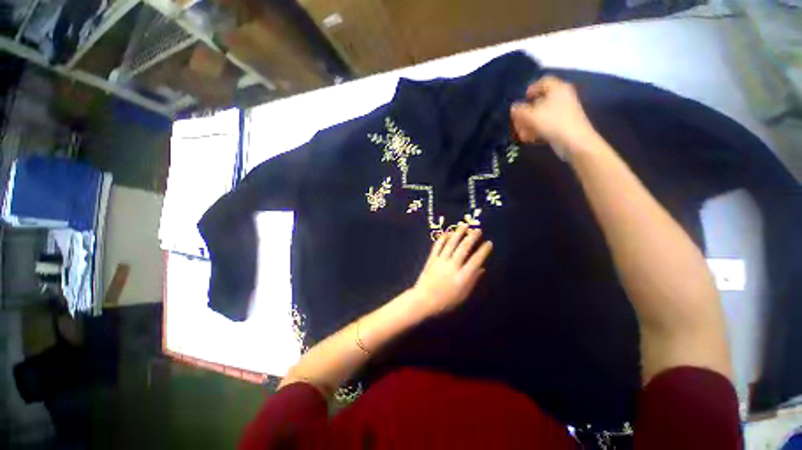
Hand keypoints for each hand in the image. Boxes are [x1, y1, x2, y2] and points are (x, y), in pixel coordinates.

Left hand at [408, 223, 492, 316]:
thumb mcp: (463, 295)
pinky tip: (447, 233)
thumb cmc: (445, 301)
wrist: (423, 300)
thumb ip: (473, 281)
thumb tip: (482, 269)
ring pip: (451, 244)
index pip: (475, 260)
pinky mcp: (431, 259)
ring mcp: (441, 261)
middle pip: (463, 248)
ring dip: (458, 233)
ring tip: (464, 225)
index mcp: (462, 277)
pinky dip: (443, 238)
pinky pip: (438, 246)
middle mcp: (452, 266)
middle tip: (478, 230)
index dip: (483, 251)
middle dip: (472, 237)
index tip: (489, 243)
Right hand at [510, 75, 600, 152]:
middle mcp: (562, 97)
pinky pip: (547, 124)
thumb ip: (519, 110)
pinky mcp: (563, 125)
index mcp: (557, 88)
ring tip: (521, 134)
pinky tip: (530, 139)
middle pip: (540, 101)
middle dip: (526, 112)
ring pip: (542, 114)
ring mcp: (564, 112)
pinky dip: (537, 130)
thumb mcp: (530, 116)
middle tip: (518, 121)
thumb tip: (513, 107)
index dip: (531, 89)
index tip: (523, 99)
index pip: (543, 82)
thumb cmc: (552, 123)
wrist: (574, 141)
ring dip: (529, 124)